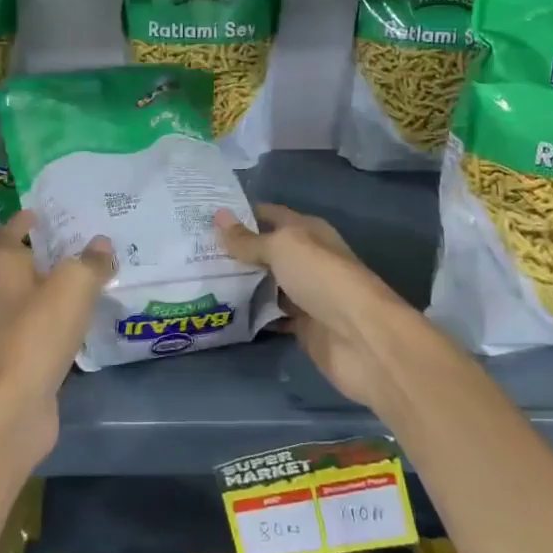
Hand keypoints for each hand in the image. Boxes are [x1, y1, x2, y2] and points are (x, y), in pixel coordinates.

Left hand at [0, 211, 113, 466]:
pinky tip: (95, 314)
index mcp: (9, 272)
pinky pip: (54, 327)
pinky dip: (71, 317)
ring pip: (43, 297)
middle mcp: (9, 298)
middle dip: (52, 251)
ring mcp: (19, 331)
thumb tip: (102, 243)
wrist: (15, 408)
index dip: (21, 222)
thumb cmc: (37, 334)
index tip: (41, 210)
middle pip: (27, 266)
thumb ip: (90, 261)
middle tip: (86, 236)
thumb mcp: (72, 285)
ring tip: (99, 270)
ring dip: (64, 284)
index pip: (8, 237)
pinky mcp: (33, 360)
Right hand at [213, 203, 415, 410]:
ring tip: (198, 278)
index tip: (202, 216)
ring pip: (266, 283)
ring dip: (240, 282)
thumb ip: (248, 239)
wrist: (361, 337)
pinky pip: (271, 314)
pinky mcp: (301, 326)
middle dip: (234, 250)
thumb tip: (217, 216)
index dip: (240, 214)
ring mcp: (304, 293)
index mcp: (307, 231)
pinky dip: (251, 313)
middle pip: (265, 250)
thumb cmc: (322, 278)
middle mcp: (306, 258)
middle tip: (191, 249)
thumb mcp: (282, 248)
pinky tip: (222, 311)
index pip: (269, 214)